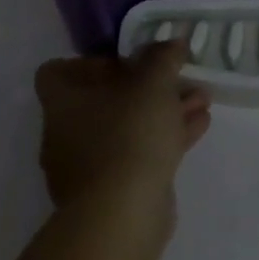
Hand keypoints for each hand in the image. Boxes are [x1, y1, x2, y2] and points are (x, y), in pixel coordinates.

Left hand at [34, 42, 211, 211]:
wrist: (122, 216)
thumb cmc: (128, 134)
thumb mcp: (153, 81)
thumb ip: (163, 56)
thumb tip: (172, 43)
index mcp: (62, 102)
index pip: (58, 72)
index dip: (91, 62)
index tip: (126, 61)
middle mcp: (66, 134)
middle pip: (103, 99)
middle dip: (146, 86)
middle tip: (176, 77)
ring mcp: (87, 168)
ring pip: (127, 127)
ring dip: (163, 111)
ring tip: (200, 99)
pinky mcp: (112, 194)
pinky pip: (139, 154)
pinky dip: (166, 138)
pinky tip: (199, 125)